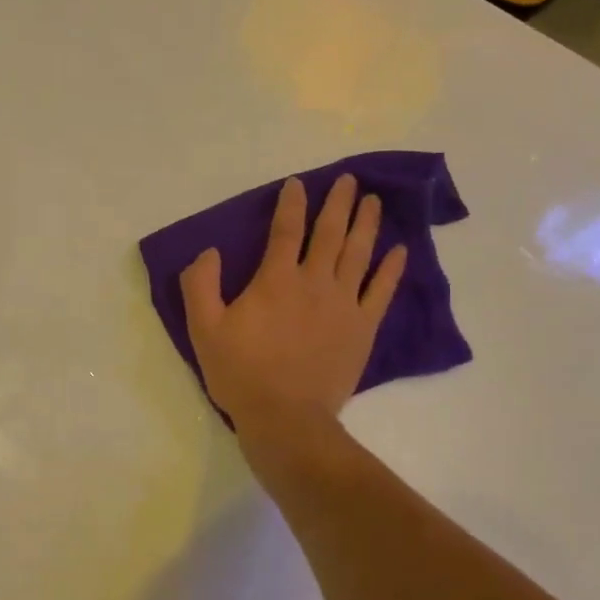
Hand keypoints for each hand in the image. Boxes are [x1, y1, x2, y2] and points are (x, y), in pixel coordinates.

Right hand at [179, 174, 406, 431]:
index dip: (291, 204)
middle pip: (330, 234)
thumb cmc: (241, 373)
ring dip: (367, 224)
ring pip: (359, 254)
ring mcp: (344, 304)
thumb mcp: (203, 329)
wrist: (286, 418)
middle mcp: (314, 282)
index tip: (298, 184)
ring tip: (374, 202)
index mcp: (276, 280)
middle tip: (349, 181)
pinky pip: (381, 291)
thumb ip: (200, 285)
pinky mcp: (362, 328)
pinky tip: (399, 250)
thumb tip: (209, 252)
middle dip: (339, 203)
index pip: (286, 231)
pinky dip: (391, 269)